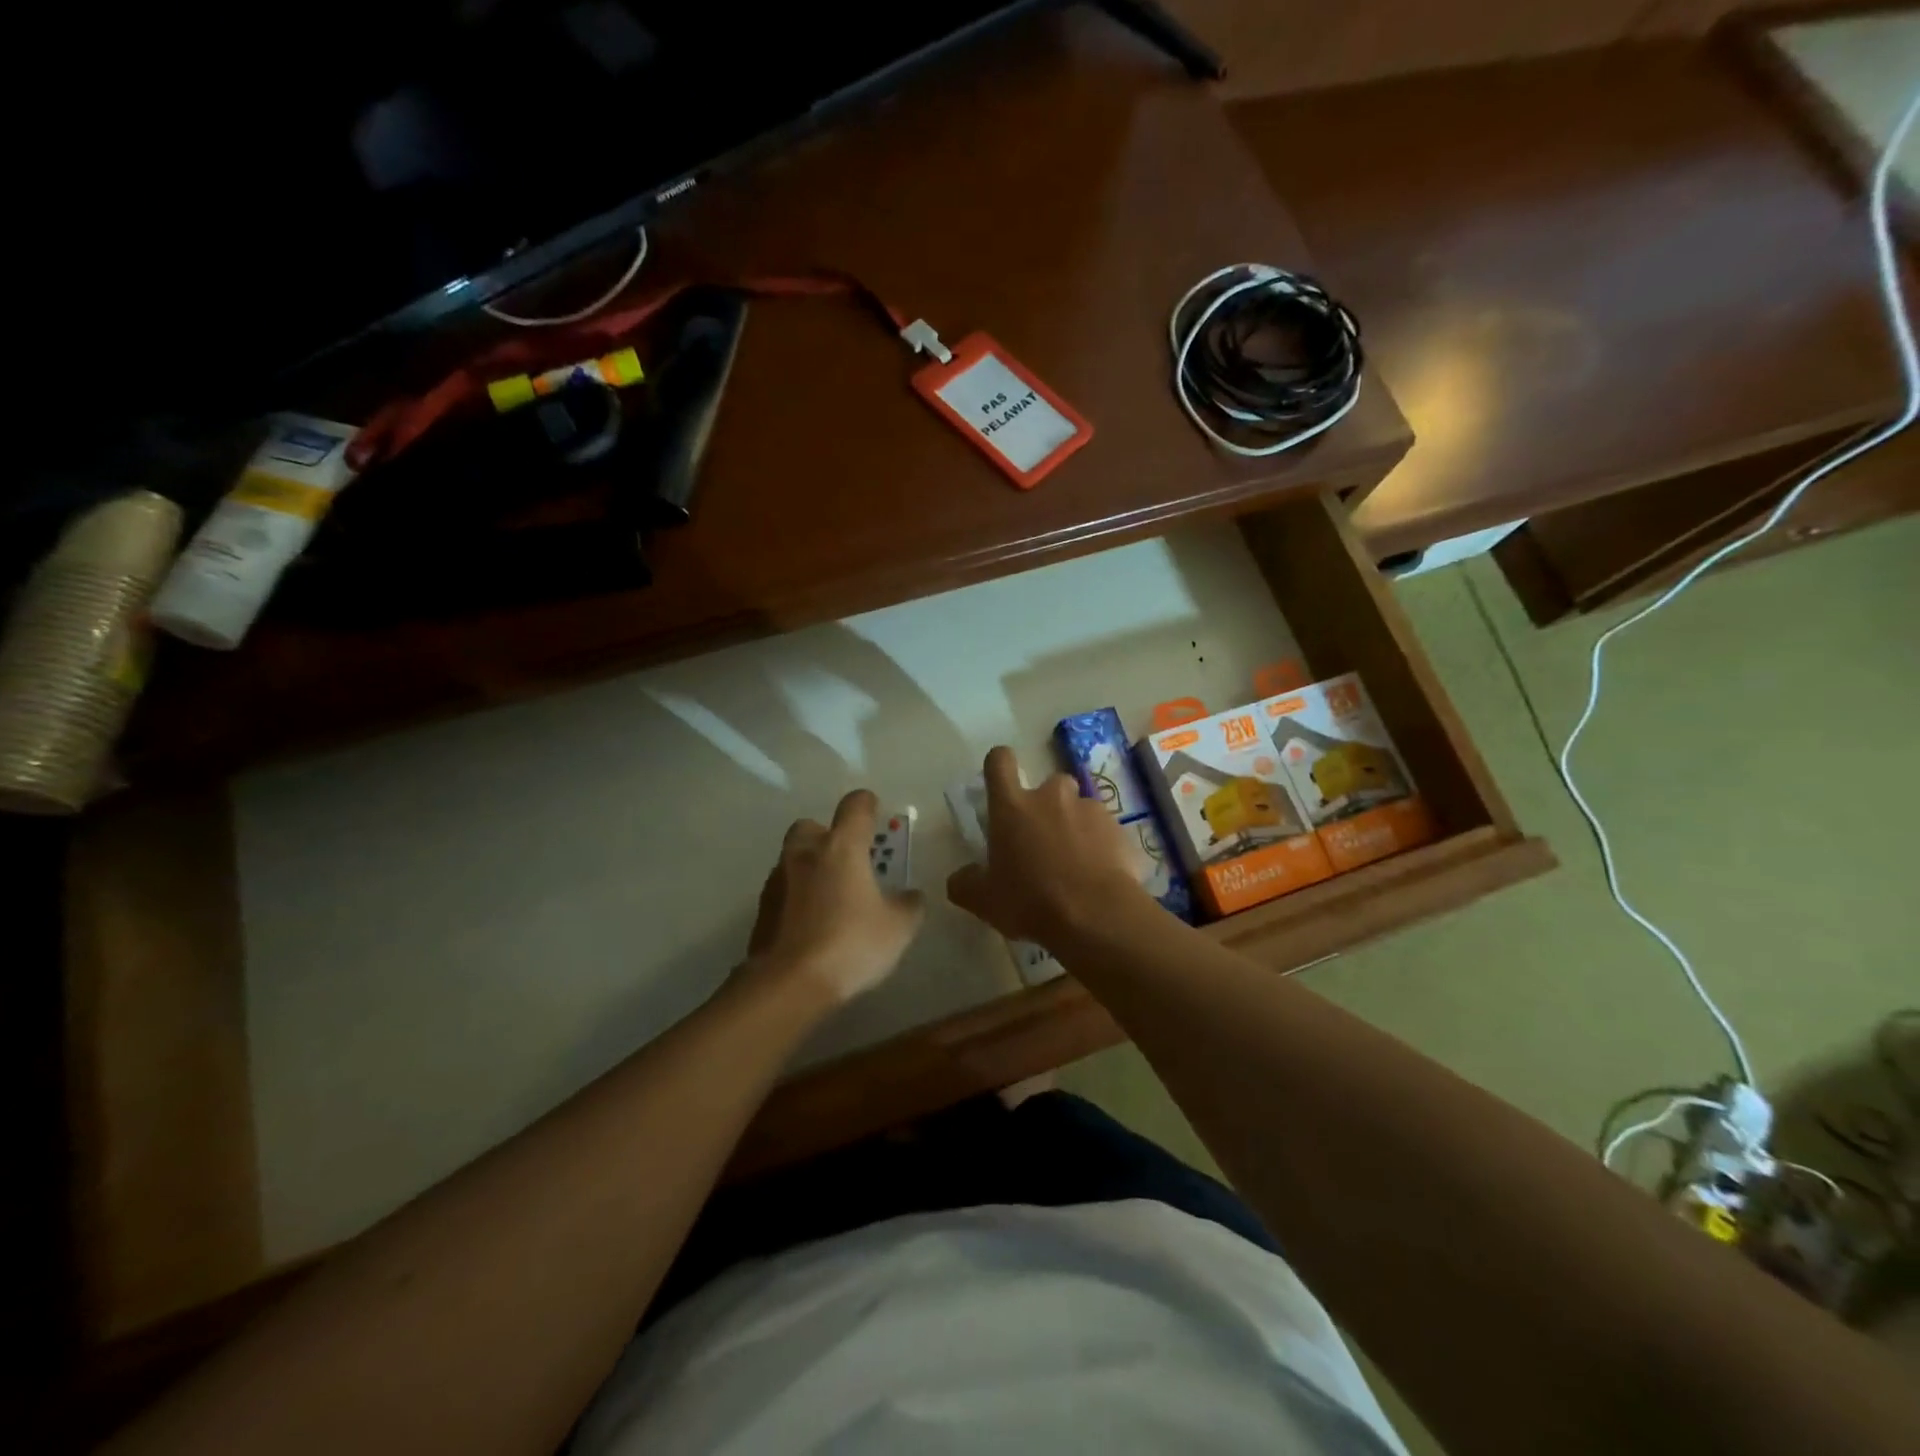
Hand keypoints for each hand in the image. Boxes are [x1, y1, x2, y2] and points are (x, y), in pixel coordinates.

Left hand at [747, 789, 924, 1005]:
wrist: (789, 984)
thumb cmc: (851, 943)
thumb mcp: (898, 928)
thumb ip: (909, 905)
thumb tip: (911, 896)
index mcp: (841, 847)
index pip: (855, 806)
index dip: (867, 805)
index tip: (875, 814)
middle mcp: (805, 854)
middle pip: (811, 826)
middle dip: (828, 835)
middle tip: (848, 860)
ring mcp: (778, 880)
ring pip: (794, 859)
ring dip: (811, 868)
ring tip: (831, 898)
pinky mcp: (762, 909)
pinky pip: (784, 890)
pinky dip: (797, 897)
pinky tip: (812, 923)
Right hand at [946, 746, 1143, 945]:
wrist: (1097, 916)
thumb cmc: (1031, 901)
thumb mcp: (984, 900)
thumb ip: (965, 883)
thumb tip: (960, 877)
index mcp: (1012, 806)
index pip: (999, 761)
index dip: (999, 765)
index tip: (1000, 782)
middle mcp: (1051, 796)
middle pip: (1047, 785)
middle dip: (1046, 807)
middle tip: (1042, 842)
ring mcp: (1089, 809)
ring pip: (1078, 807)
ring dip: (1074, 826)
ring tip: (1075, 862)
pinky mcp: (1119, 828)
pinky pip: (1104, 830)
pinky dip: (1100, 845)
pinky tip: (1098, 875)